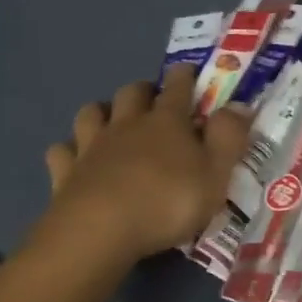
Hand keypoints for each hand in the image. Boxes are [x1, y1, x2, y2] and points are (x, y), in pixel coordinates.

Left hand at [37, 65, 251, 267]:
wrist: (100, 230)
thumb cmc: (167, 202)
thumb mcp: (215, 174)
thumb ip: (229, 137)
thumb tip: (240, 104)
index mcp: (167, 122)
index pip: (178, 87)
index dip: (185, 76)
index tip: (189, 71)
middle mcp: (127, 124)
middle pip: (132, 92)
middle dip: (143, 90)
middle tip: (153, 100)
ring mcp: (92, 146)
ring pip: (91, 113)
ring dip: (102, 112)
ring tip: (110, 121)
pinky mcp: (65, 172)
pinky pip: (61, 150)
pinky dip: (68, 150)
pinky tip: (74, 158)